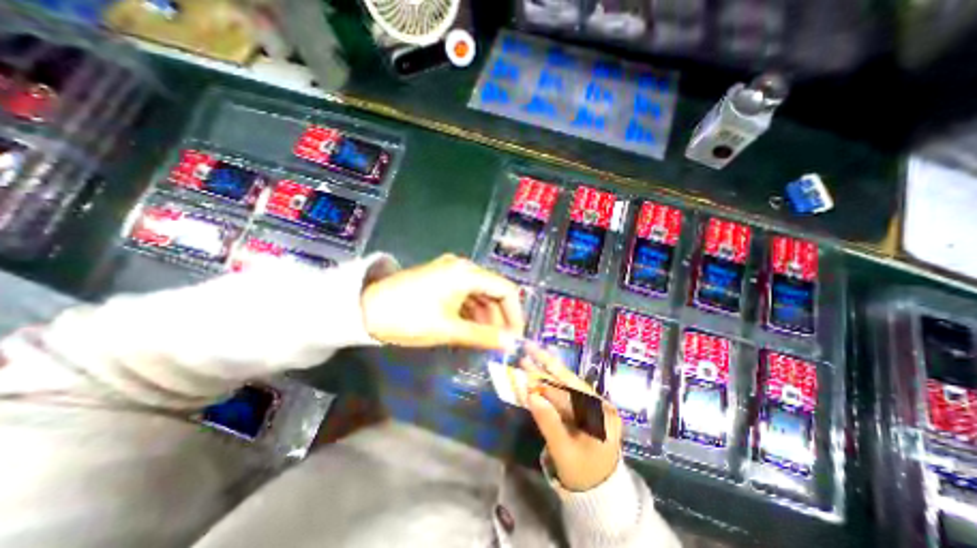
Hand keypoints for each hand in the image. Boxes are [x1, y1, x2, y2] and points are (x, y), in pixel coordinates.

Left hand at [361, 252, 526, 349]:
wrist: (364, 309)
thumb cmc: (409, 318)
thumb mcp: (449, 329)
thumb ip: (484, 335)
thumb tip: (511, 343)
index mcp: (467, 273)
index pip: (505, 290)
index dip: (515, 314)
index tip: (516, 338)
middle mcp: (463, 267)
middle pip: (494, 290)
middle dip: (501, 317)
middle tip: (502, 343)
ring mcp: (451, 272)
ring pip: (480, 294)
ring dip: (486, 316)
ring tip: (487, 340)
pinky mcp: (442, 280)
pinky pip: (466, 295)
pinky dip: (472, 312)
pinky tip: (472, 329)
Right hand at [523, 344, 621, 489]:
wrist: (600, 492)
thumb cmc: (583, 475)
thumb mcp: (563, 451)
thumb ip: (548, 422)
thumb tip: (531, 395)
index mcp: (601, 415)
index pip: (568, 391)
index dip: (545, 377)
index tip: (527, 363)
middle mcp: (600, 404)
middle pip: (569, 381)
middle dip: (547, 365)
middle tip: (529, 348)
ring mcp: (594, 406)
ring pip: (566, 385)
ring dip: (546, 373)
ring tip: (530, 358)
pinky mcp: (587, 409)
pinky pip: (566, 395)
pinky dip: (550, 387)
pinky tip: (538, 376)